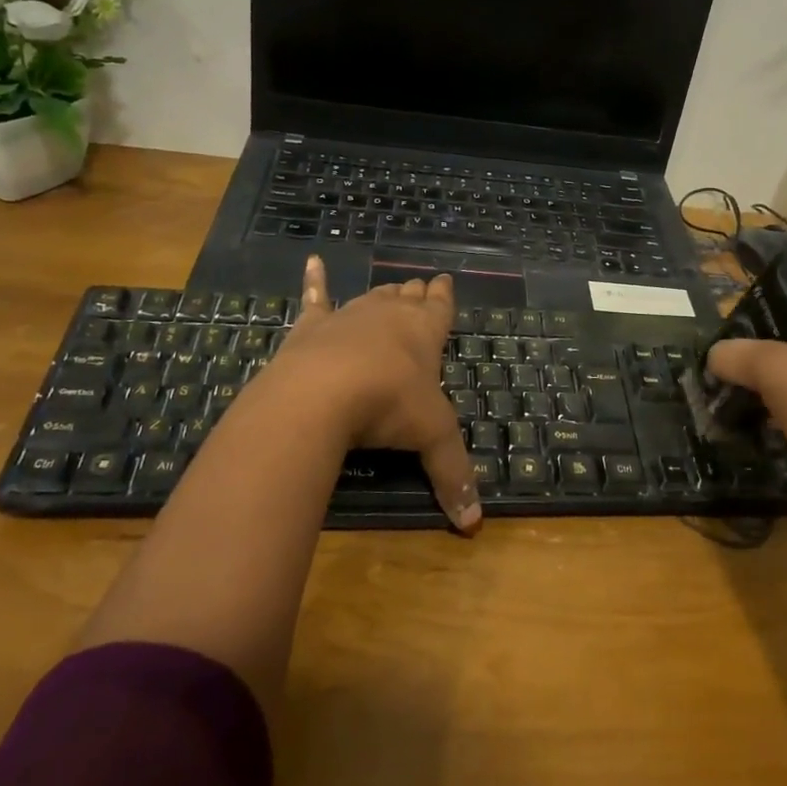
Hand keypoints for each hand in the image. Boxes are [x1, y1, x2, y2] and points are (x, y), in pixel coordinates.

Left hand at [263, 257, 480, 533]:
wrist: (323, 392)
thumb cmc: (389, 405)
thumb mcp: (432, 438)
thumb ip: (453, 475)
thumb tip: (474, 525)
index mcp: (425, 333)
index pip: (440, 308)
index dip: (444, 297)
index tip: (446, 281)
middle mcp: (390, 316)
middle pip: (406, 298)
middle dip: (415, 294)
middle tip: (420, 287)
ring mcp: (349, 316)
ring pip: (371, 297)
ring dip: (382, 294)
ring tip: (390, 289)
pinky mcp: (313, 326)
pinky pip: (315, 297)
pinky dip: (314, 280)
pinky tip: (312, 260)